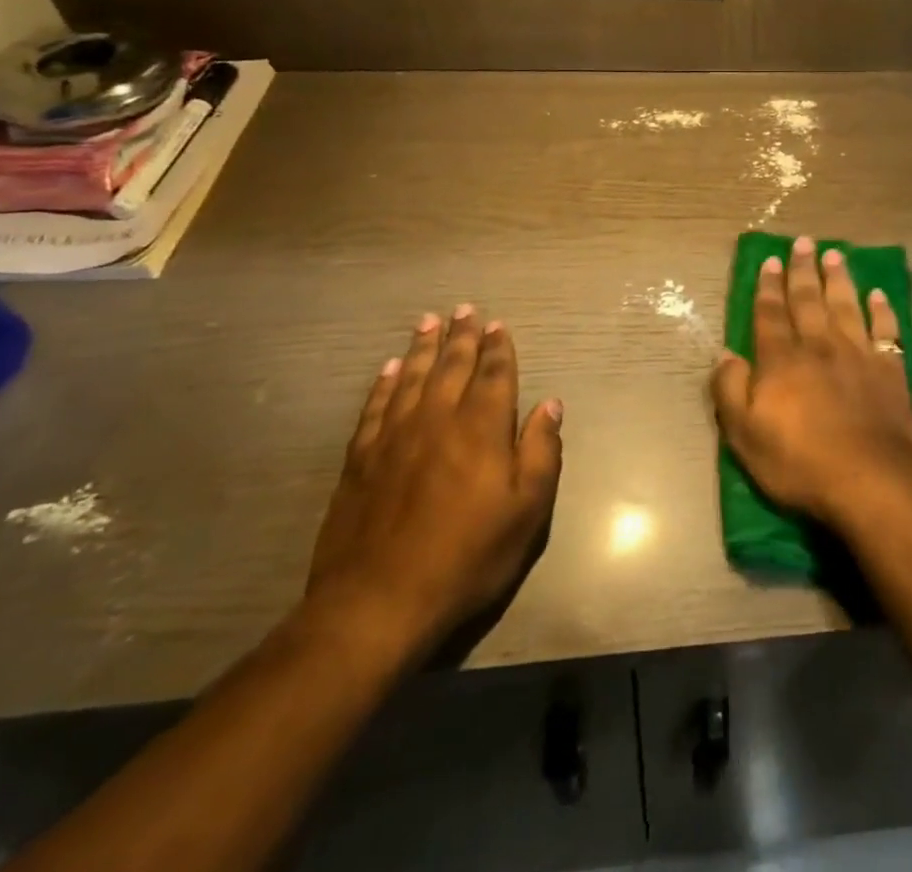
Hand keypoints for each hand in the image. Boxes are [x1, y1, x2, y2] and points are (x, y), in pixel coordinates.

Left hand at [304, 307, 563, 664]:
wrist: (378, 603)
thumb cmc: (466, 557)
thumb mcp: (526, 512)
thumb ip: (541, 452)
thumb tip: (550, 405)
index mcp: (481, 428)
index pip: (494, 374)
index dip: (498, 348)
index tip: (497, 325)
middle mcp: (438, 419)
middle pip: (452, 365)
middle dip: (461, 336)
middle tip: (464, 308)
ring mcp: (394, 437)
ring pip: (412, 377)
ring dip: (423, 347)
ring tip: (428, 322)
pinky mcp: (361, 460)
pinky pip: (376, 407)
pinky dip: (385, 383)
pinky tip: (390, 369)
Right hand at [711, 237, 911, 527]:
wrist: (868, 479)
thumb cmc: (799, 462)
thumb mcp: (744, 434)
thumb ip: (730, 390)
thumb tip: (725, 354)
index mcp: (782, 360)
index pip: (771, 314)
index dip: (769, 287)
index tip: (771, 260)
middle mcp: (819, 346)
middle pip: (809, 300)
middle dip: (803, 270)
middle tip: (803, 242)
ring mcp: (858, 355)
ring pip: (846, 306)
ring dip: (839, 279)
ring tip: (834, 255)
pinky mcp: (890, 370)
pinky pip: (886, 331)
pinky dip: (882, 311)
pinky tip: (878, 295)